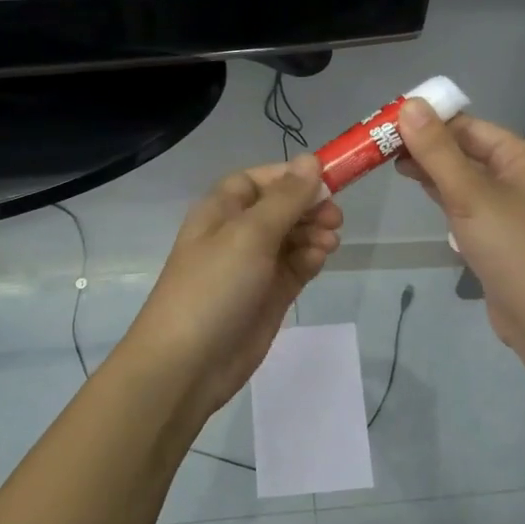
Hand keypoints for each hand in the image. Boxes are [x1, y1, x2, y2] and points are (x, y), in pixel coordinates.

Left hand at [123, 154, 342, 421]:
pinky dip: (310, 259)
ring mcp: (253, 267)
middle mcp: (236, 234)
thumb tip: (310, 160)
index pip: (257, 180)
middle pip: (280, 208)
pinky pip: (295, 267)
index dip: (289, 177)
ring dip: (313, 233)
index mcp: (220, 211)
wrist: (188, 363)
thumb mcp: (250, 234)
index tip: (325, 179)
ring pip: (292, 237)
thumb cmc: (213, 287)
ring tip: (330, 242)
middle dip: (308, 207)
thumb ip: (286, 199)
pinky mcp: (269, 296)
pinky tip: (320, 259)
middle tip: (335, 216)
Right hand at [394, 101, 524, 347]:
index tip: (388, 122)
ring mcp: (508, 208)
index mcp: (521, 157)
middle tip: (380, 145)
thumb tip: (410, 105)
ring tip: (390, 165)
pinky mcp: (497, 235)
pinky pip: (466, 205)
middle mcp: (518, 176)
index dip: (430, 121)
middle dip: (427, 146)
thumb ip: (437, 152)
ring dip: (432, 171)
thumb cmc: (510, 247)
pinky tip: (420, 193)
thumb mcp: (469, 194)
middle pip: (466, 150)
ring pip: (464, 179)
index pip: (469, 126)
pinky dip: (443, 197)